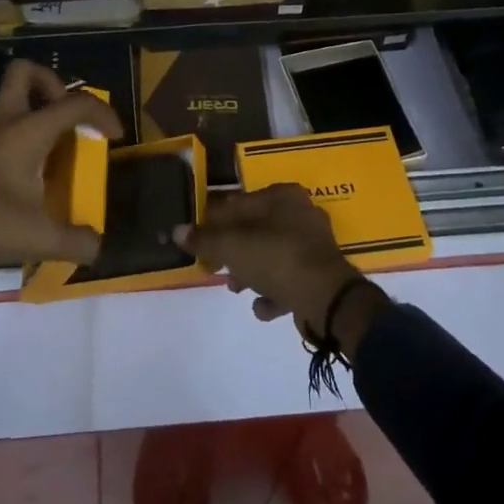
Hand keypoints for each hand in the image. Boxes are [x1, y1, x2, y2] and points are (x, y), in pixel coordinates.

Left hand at [0, 58, 122, 281]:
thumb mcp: (37, 237)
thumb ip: (74, 242)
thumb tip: (97, 246)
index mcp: (28, 131)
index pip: (75, 103)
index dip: (102, 113)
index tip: (113, 136)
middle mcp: (4, 121)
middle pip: (26, 72)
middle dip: (52, 83)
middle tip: (66, 115)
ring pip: (9, 100)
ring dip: (33, 113)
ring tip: (49, 150)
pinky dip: (15, 136)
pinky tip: (20, 174)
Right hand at [174, 185, 388, 351]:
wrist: (326, 299)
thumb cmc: (275, 258)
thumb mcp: (232, 246)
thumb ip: (204, 239)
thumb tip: (177, 232)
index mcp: (282, 196)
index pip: (239, 203)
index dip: (214, 222)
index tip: (198, 242)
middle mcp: (301, 213)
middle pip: (255, 230)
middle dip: (233, 250)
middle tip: (214, 267)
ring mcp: (314, 245)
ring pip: (271, 255)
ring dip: (251, 272)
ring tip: (237, 289)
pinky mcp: (322, 274)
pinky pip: (289, 279)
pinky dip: (274, 292)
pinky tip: (262, 307)